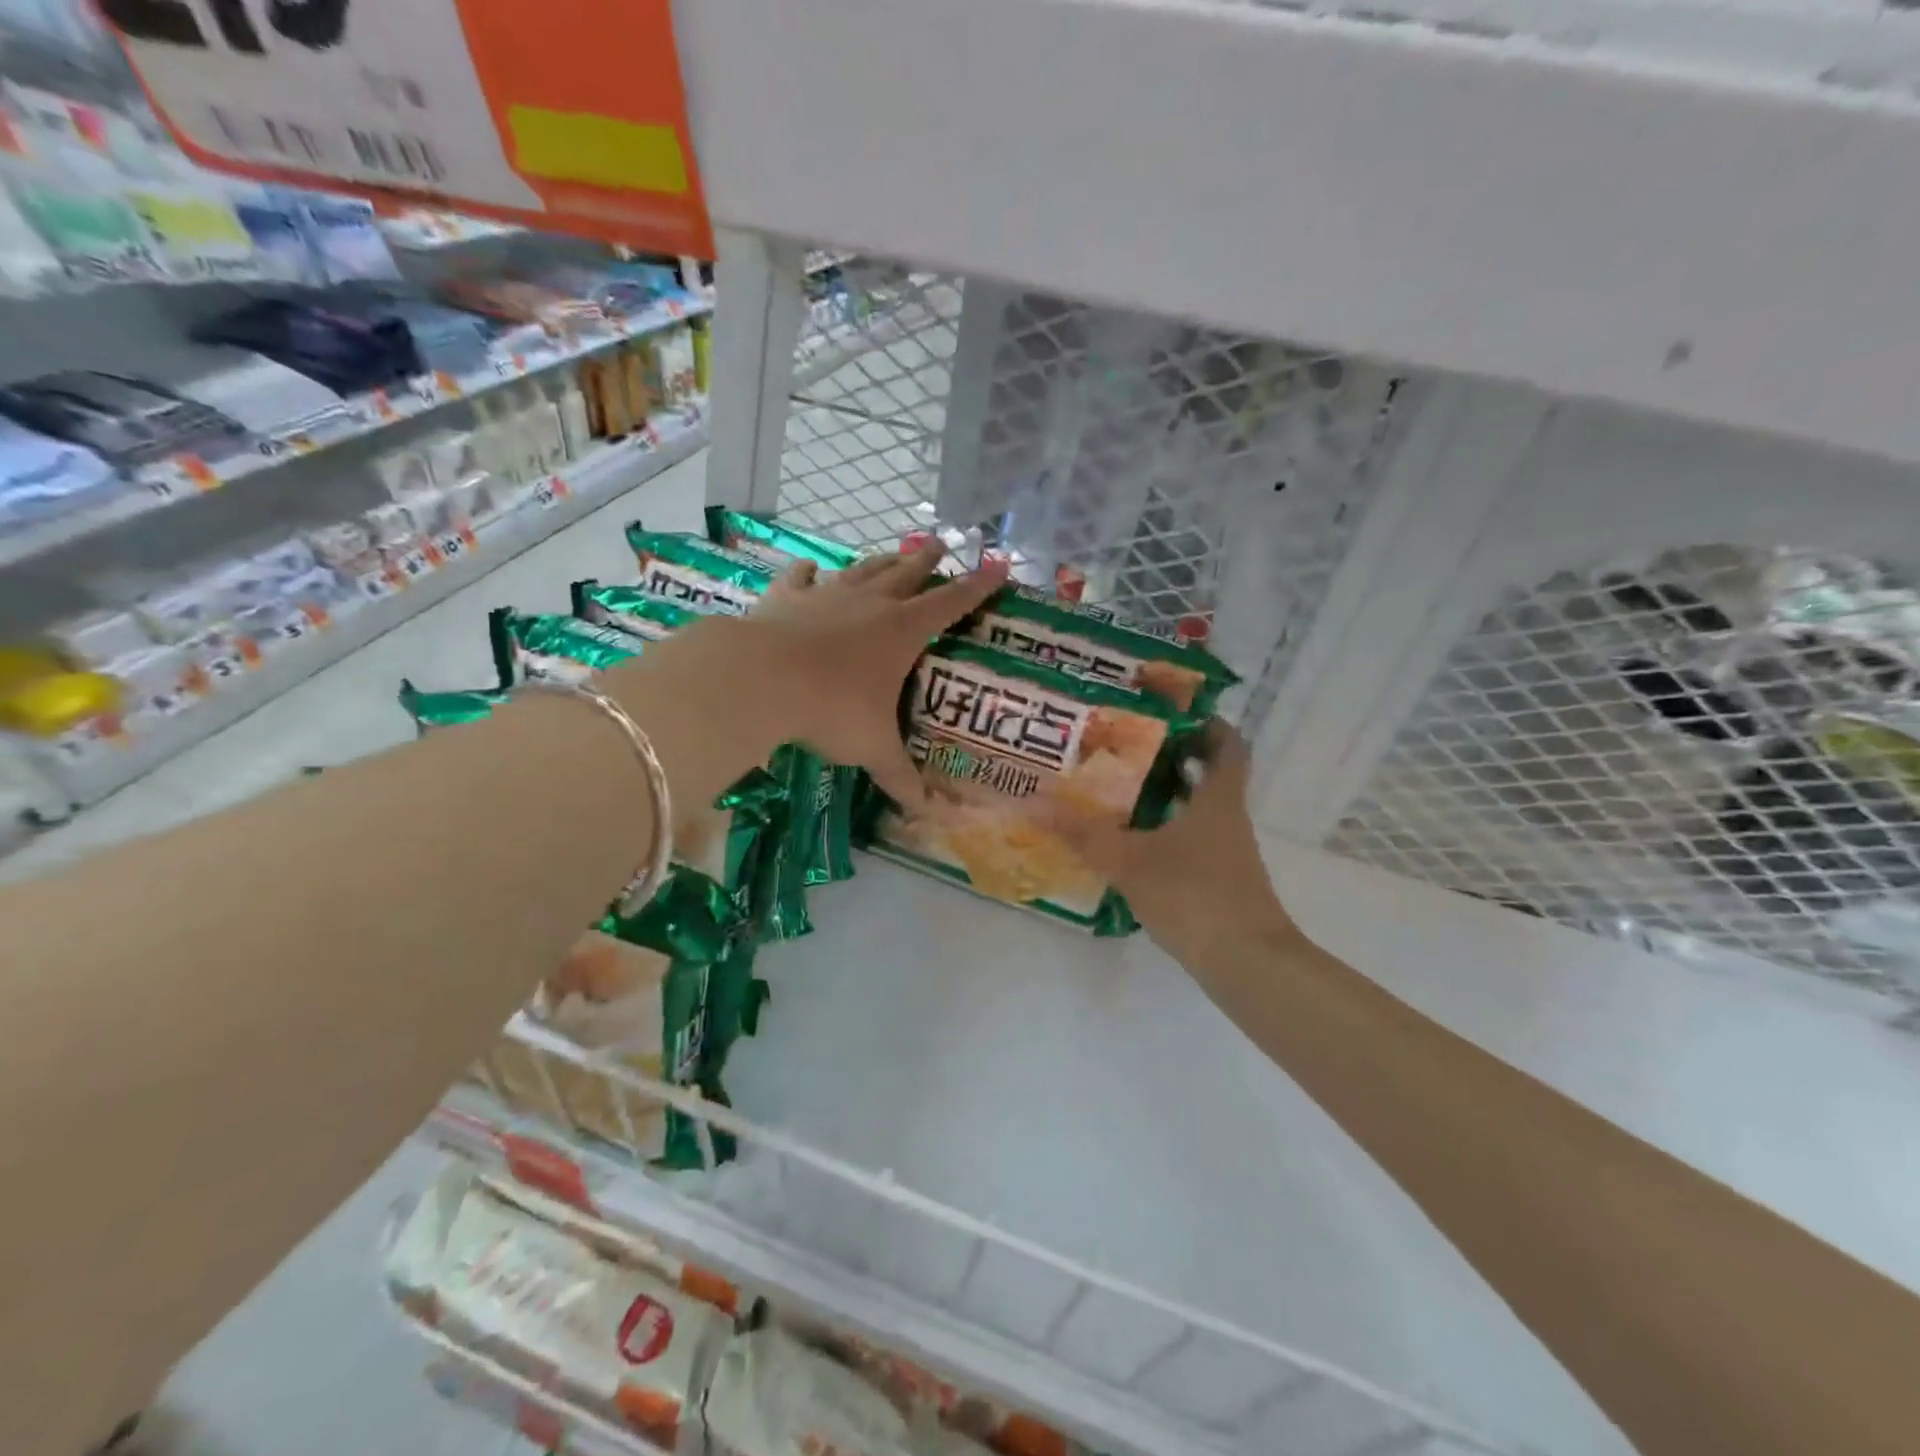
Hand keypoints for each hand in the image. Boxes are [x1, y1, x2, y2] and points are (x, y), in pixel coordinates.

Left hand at [653, 542, 1007, 811]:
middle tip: (940, 543)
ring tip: (892, 553)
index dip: (977, 587)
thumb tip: (924, 811)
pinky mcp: (785, 598)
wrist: (760, 679)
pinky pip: (802, 578)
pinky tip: (812, 567)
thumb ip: (899, 776)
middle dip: (926, 560)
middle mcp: (869, 604)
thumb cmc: (831, 709)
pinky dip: (810, 572)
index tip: (997, 567)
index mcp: (901, 631)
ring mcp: (826, 595)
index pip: (951, 603)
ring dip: (880, 561)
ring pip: (861, 570)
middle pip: (906, 573)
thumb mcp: (872, 748)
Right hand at [1041, 722, 1293, 965]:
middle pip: (1209, 776)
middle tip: (1127, 748)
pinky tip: (1131, 845)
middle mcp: (1228, 820)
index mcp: (1218, 800)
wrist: (1246, 964)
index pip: (1227, 745)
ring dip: (1166, 798)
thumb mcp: (1131, 861)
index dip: (1207, 724)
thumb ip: (1084, 834)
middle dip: (1173, 759)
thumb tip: (1035, 803)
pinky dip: (1165, 835)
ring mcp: (1227, 854)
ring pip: (1197, 811)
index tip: (1173, 713)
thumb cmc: (1196, 896)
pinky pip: (1191, 843)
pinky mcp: (1219, 883)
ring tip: (1119, 792)